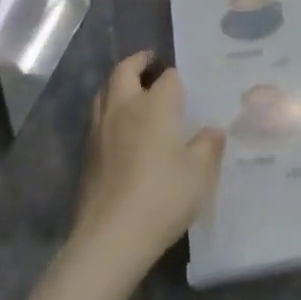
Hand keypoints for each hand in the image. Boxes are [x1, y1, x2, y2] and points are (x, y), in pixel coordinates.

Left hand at [70, 51, 225, 269]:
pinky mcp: (87, 154)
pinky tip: (121, 128)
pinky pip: (97, 118)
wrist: (111, 237)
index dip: (177, 77)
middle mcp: (124, 108)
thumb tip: (213, 130)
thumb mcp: (200, 173)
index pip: (168, 78)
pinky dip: (109, 111)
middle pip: (124, 71)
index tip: (185, 81)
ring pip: (104, 92)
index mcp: (155, 106)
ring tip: (133, 89)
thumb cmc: (163, 197)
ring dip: (118, 84)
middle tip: (151, 61)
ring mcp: (100, 130)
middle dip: (138, 62)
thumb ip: (208, 146)